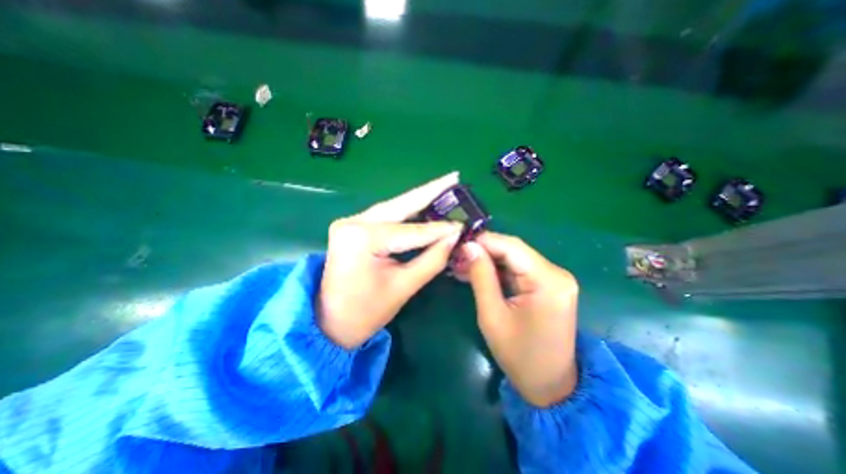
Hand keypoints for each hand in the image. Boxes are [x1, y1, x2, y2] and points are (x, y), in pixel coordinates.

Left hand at [318, 173, 461, 346]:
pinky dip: (407, 212)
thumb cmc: (365, 312)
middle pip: (400, 205)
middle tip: (454, 177)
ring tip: (444, 187)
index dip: (439, 229)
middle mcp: (354, 222)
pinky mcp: (353, 227)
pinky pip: (386, 216)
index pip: (411, 231)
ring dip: (419, 199)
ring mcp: (351, 222)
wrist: (329, 322)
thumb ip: (432, 259)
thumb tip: (454, 237)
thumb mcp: (403, 287)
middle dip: (429, 191)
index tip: (463, 224)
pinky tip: (424, 204)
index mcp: (363, 239)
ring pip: (393, 207)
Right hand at [452, 233, 578, 407]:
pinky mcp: (549, 284)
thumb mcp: (492, 315)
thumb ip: (481, 276)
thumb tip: (468, 246)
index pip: (511, 247)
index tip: (458, 242)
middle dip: (483, 250)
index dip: (483, 241)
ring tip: (462, 264)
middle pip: (513, 250)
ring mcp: (554, 278)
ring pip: (514, 258)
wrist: (550, 385)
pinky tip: (478, 272)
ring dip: (488, 260)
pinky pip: (519, 269)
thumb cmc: (519, 355)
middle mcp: (556, 273)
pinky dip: (498, 270)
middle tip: (457, 255)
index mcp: (548, 281)